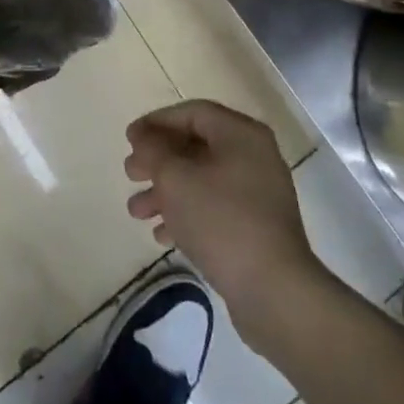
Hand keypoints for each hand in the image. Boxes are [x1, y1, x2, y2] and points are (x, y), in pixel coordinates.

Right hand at [125, 100, 321, 345]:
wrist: (274, 291)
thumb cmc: (221, 221)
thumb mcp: (176, 178)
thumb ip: (154, 150)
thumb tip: (144, 135)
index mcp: (241, 135)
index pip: (192, 113)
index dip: (157, 122)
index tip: (129, 139)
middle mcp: (254, 157)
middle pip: (196, 146)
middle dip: (158, 160)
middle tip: (130, 174)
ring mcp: (259, 194)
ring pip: (202, 180)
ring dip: (166, 191)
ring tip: (136, 211)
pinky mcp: (257, 228)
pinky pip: (215, 208)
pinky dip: (187, 215)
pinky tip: (161, 235)